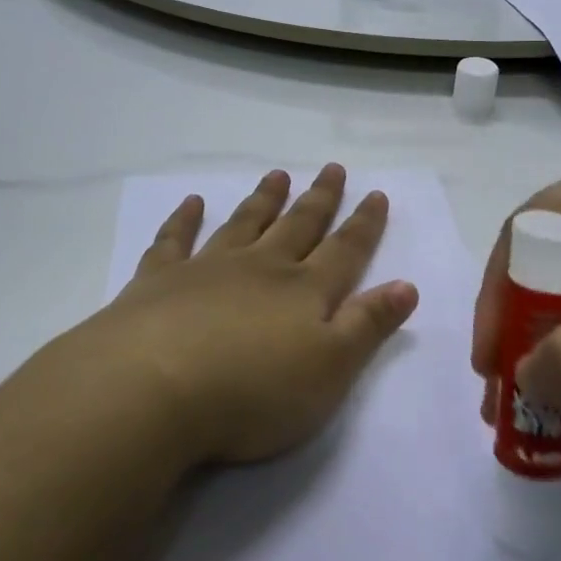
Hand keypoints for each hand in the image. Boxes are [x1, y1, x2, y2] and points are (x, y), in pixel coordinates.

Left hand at [60, 165, 419, 466]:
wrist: (153, 389)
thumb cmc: (253, 391)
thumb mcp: (330, 369)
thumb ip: (368, 325)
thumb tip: (407, 285)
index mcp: (303, 291)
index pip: (344, 250)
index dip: (364, 224)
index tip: (376, 193)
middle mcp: (260, 268)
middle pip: (297, 226)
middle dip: (319, 199)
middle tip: (332, 168)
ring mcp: (207, 269)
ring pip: (244, 224)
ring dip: (263, 200)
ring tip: (276, 176)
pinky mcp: (159, 280)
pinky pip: (174, 240)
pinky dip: (184, 219)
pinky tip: (192, 203)